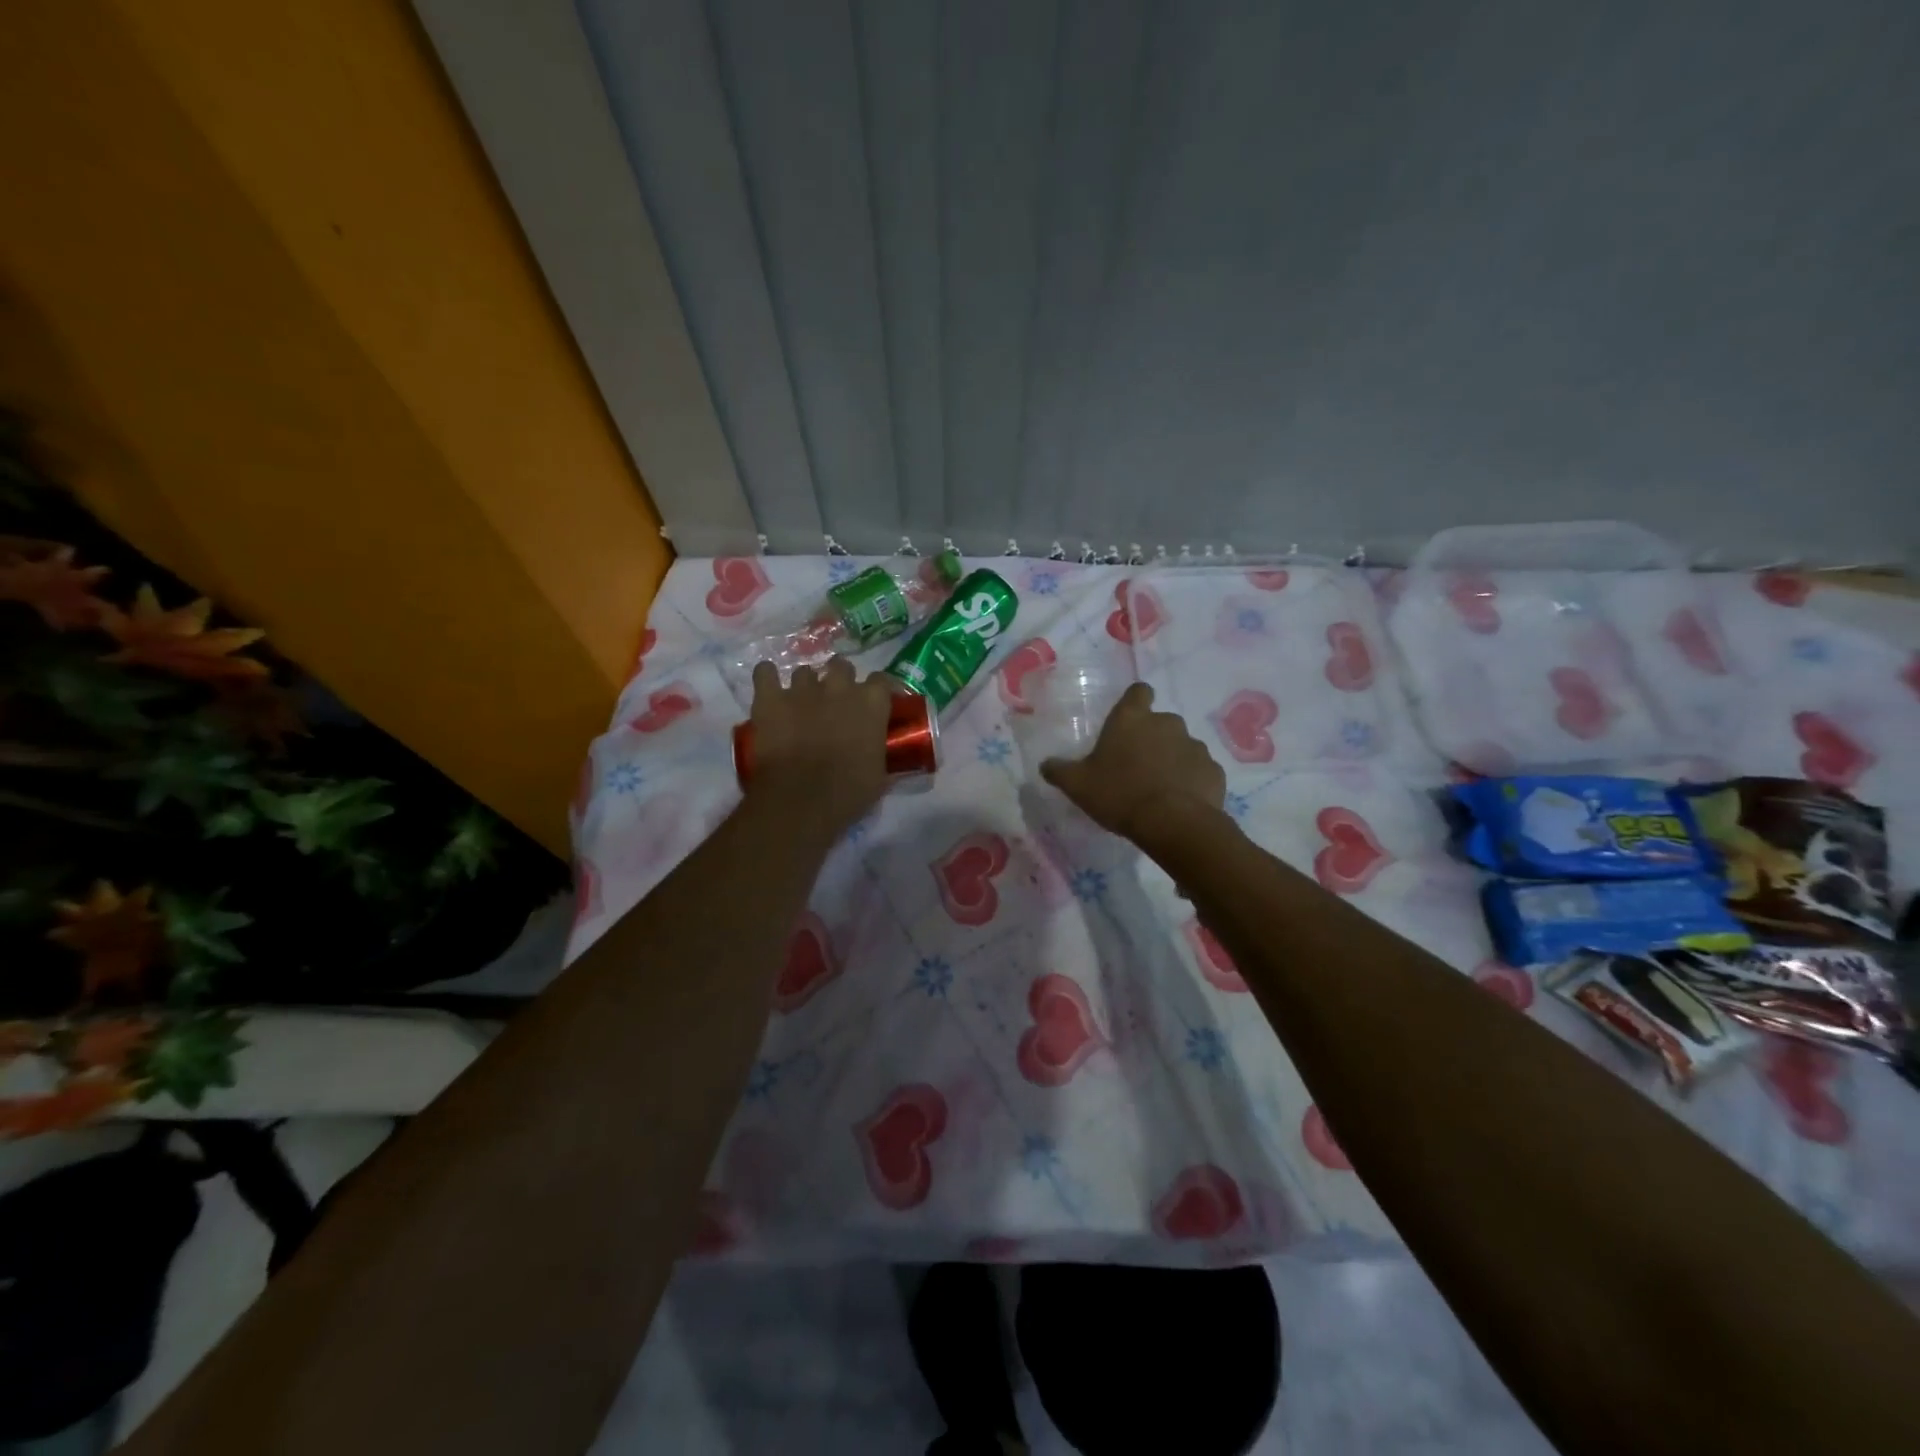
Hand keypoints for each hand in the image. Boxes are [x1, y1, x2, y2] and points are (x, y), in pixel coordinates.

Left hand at [745, 657, 892, 838]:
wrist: (800, 801)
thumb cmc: (847, 793)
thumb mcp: (879, 776)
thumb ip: (879, 753)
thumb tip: (878, 753)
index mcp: (871, 703)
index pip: (881, 681)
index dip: (878, 692)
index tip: (875, 705)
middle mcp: (838, 687)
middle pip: (841, 666)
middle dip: (840, 680)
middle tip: (836, 703)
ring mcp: (801, 689)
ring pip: (805, 672)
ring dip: (806, 685)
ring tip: (801, 704)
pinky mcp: (769, 698)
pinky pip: (765, 672)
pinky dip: (767, 677)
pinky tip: (769, 690)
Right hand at [1041, 682, 1225, 844]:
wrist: (1174, 823)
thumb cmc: (1120, 794)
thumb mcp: (1078, 785)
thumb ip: (1059, 771)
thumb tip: (1045, 764)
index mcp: (1132, 719)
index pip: (1138, 692)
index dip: (1134, 702)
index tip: (1128, 720)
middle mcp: (1167, 723)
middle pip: (1160, 722)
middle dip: (1151, 738)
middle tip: (1136, 765)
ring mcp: (1195, 745)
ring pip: (1181, 747)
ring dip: (1172, 760)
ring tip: (1159, 788)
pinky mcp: (1214, 770)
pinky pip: (1199, 771)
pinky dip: (1190, 781)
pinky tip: (1179, 802)